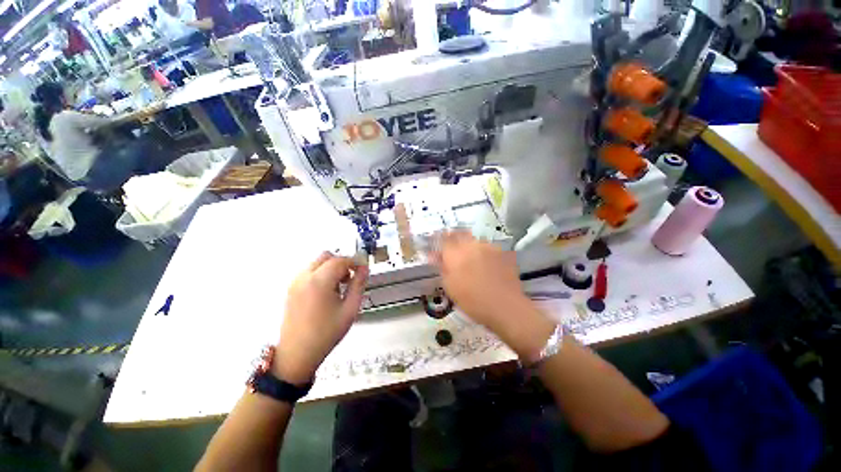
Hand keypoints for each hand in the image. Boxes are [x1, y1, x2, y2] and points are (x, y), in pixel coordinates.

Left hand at [274, 252, 368, 383]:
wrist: (297, 354)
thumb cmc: (326, 333)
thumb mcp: (350, 309)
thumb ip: (358, 285)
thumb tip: (364, 269)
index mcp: (319, 281)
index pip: (340, 260)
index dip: (355, 262)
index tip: (363, 269)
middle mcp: (304, 277)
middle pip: (326, 256)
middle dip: (342, 262)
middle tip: (350, 278)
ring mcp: (295, 283)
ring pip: (317, 263)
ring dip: (331, 268)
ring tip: (339, 287)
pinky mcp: (291, 289)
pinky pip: (309, 272)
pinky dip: (321, 274)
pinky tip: (327, 292)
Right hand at [431, 232, 553, 361]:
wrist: (504, 307)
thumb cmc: (472, 300)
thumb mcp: (450, 286)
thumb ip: (441, 267)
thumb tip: (433, 255)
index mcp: (455, 253)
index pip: (443, 238)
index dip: (439, 239)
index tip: (437, 245)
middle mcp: (471, 244)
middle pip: (459, 234)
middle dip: (453, 238)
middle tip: (452, 250)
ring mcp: (488, 246)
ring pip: (474, 239)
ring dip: (468, 244)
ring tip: (469, 257)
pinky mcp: (501, 251)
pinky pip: (487, 246)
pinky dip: (482, 250)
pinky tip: (484, 262)